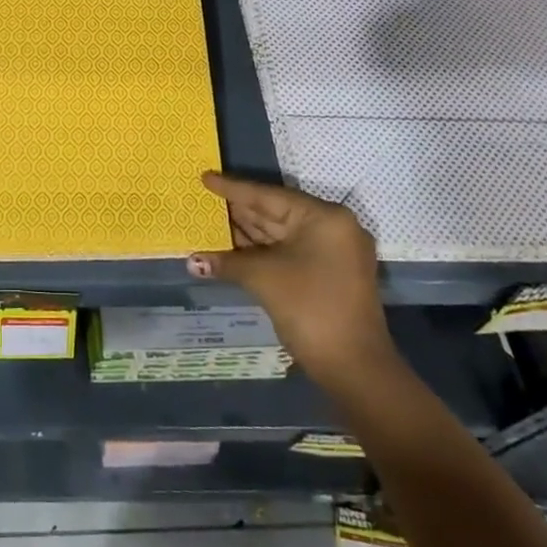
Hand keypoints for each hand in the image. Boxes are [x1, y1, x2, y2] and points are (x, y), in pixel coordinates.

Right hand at [187, 173, 397, 389]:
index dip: (233, 188)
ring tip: (211, 221)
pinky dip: (261, 251)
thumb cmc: (310, 308)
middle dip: (239, 211)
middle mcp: (331, 227)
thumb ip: (228, 262)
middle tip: (204, 200)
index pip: (268, 196)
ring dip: (247, 232)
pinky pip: (288, 251)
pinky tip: (232, 248)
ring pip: (281, 234)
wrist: (354, 369)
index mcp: (323, 217)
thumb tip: (192, 261)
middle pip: (275, 212)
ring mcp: (332, 252)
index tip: (205, 177)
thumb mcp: (264, 278)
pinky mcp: (328, 274)